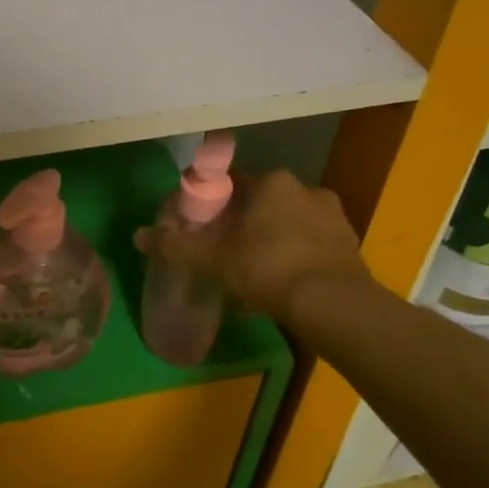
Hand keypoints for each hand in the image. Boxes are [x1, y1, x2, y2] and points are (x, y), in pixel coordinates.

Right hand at [136, 169, 373, 321]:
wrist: (333, 305)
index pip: (236, 183)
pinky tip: (282, 287)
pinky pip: (312, 248)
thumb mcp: (214, 258)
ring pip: (291, 225)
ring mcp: (334, 218)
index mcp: (274, 182)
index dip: (216, 203)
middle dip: (246, 224)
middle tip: (226, 251)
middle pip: (265, 203)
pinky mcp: (350, 248)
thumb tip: (138, 235)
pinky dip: (296, 261)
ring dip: (273, 242)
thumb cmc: (269, 267)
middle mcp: (307, 190)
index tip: (204, 225)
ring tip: (254, 273)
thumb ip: (177, 246)